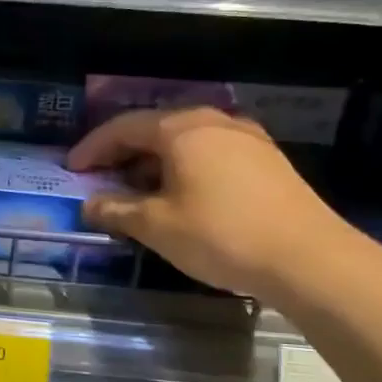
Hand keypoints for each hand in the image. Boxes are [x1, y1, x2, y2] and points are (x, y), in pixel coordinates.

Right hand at [67, 107, 354, 298]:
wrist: (310, 259)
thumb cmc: (221, 235)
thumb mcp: (156, 226)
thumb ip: (117, 210)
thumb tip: (90, 205)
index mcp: (182, 129)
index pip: (123, 128)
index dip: (93, 148)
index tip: (71, 169)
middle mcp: (215, 122)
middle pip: (155, 129)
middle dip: (123, 153)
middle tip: (100, 178)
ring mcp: (246, 139)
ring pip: (185, 141)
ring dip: (154, 162)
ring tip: (136, 190)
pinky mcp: (267, 161)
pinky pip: (210, 154)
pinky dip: (183, 168)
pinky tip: (179, 196)